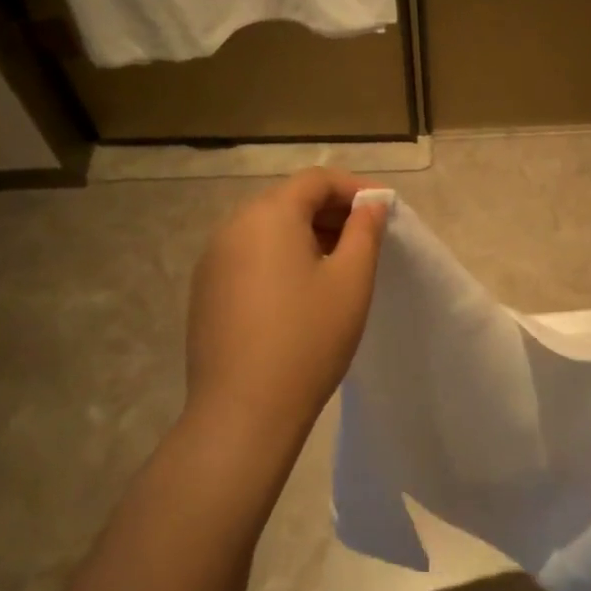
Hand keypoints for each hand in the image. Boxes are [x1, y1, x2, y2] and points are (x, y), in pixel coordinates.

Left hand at [181, 168, 387, 488]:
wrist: (244, 411)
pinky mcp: (206, 291)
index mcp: (268, 215)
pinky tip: (301, 292)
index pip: (315, 180)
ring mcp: (213, 260)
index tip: (384, 210)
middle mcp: (232, 227)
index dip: (354, 188)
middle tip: (367, 238)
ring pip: (268, 229)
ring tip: (339, 265)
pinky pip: (250, 256)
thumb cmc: (309, 338)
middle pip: (288, 200)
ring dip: (307, 234)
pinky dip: (281, 257)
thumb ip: (364, 231)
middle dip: (331, 211)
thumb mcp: (351, 280)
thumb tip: (370, 204)